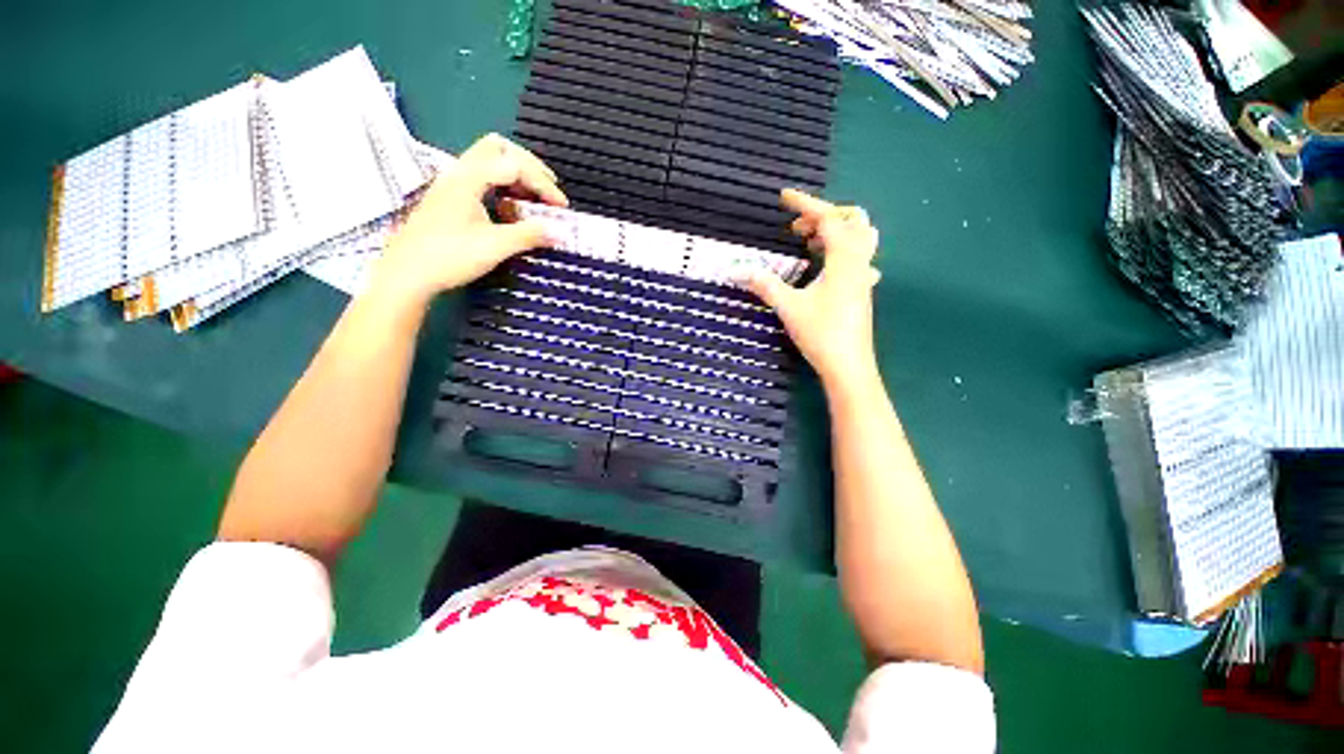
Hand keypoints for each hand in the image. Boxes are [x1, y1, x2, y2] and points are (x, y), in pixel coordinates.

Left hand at [370, 134, 566, 304]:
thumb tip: (560, 232)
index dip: (542, 184)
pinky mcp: (450, 198)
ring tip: (535, 199)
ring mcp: (452, 184)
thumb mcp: (495, 246)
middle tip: (549, 189)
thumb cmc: (449, 257)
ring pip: (488, 162)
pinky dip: (503, 186)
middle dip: (529, 166)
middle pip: (498, 148)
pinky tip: (511, 209)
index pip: (514, 165)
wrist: (406, 274)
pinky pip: (481, 179)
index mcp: (468, 178)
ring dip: (515, 175)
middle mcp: (458, 173)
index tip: (561, 207)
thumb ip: (529, 235)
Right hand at [741, 188, 881, 388]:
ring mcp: (864, 276)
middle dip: (824, 216)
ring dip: (836, 232)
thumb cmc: (820, 334)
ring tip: (810, 243)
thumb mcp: (789, 307)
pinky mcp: (862, 290)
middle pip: (853, 220)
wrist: (848, 366)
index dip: (805, 204)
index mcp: (844, 259)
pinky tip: (826, 266)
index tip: (783, 196)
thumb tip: (736, 270)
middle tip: (796, 230)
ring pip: (860, 238)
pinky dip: (841, 251)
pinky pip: (858, 258)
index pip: (827, 219)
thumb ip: (764, 284)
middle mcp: (859, 262)